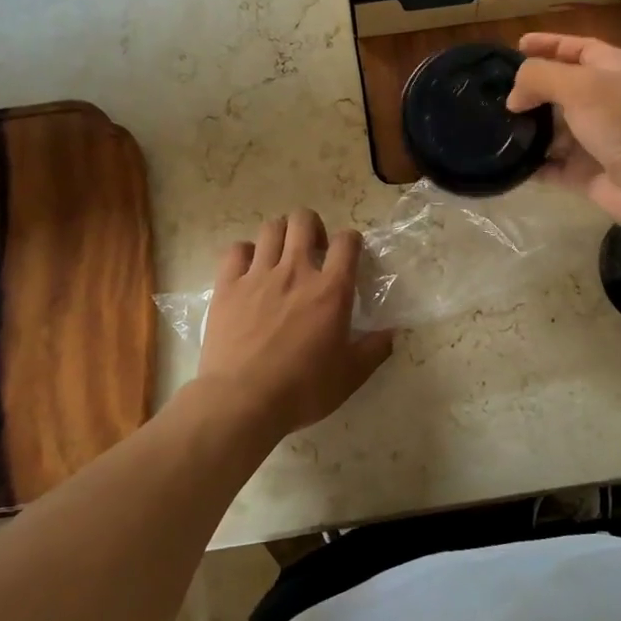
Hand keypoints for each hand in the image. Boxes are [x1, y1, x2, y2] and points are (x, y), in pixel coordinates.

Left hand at [194, 210, 393, 439]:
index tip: (348, 256)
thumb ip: (374, 350)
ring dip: (281, 235)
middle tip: (313, 251)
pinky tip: (249, 270)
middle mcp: (296, 271)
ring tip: (281, 256)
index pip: (347, 241)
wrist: (242, 400)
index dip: (351, 241)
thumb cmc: (302, 389)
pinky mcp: (228, 285)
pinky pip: (236, 250)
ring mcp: (258, 275)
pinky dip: (245, 253)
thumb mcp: (350, 376)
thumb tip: (392, 332)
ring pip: (271, 228)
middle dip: (312, 227)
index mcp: (331, 290)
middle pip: (304, 220)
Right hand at [507, 34, 620, 235]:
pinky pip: (552, 166)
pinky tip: (508, 162)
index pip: (575, 48)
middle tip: (495, 94)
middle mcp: (604, 100)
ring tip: (494, 128)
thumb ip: (539, 78)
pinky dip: (533, 165)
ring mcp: (596, 138)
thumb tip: (514, 97)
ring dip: (528, 129)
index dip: (547, 43)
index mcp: (611, 68)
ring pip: (553, 129)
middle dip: (530, 90)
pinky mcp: (587, 172)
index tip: (516, 46)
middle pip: (560, 89)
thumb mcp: (579, 85)